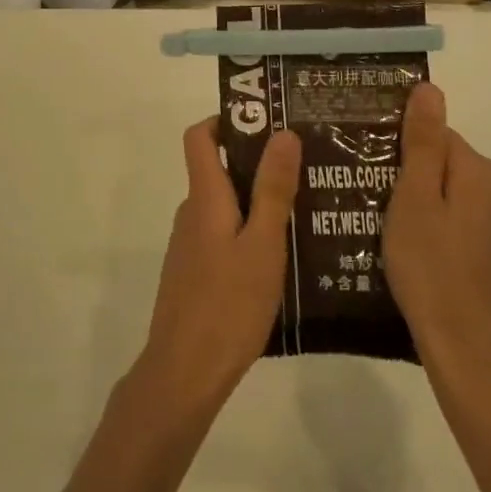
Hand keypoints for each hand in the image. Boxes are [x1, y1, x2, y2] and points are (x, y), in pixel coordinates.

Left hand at [135, 119, 300, 418]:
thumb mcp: (263, 245)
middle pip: (217, 170)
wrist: (185, 371)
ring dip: (257, 203)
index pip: (199, 137)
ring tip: (305, 213)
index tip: (265, 122)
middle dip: (257, 164)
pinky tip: (282, 258)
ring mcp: (190, 245)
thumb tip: (282, 133)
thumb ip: (272, 190)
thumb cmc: (229, 304)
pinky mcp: (195, 273)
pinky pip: (223, 236)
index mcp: (204, 197)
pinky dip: (248, 234)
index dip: (225, 120)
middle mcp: (192, 212)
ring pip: (224, 207)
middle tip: (305, 170)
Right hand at [384, 84, 490, 400]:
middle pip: (447, 164)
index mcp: (482, 171)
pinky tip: (423, 256)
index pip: (434, 136)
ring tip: (395, 235)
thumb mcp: (414, 200)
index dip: (401, 154)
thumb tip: (430, 89)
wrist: (471, 351)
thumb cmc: (431, 269)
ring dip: (428, 206)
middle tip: (378, 209)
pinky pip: (468, 222)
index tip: (375, 178)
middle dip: (414, 179)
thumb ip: (423, 142)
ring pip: (456, 194)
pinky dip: (445, 230)